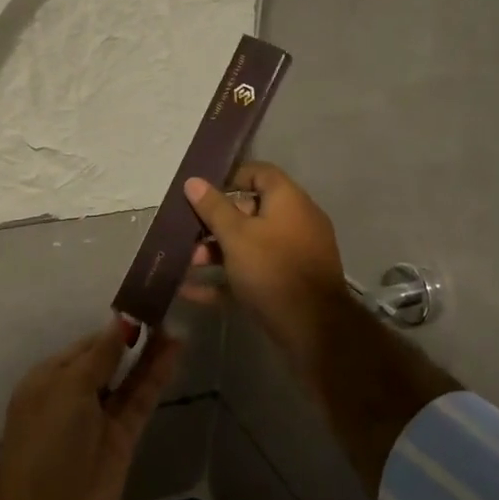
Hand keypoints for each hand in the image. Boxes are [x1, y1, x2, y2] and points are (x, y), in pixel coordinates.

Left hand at [0, 317, 182, 499]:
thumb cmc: (48, 438)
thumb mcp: (69, 387)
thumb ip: (100, 355)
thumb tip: (120, 321)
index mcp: (49, 378)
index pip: (86, 345)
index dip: (113, 327)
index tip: (142, 305)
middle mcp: (74, 394)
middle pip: (109, 359)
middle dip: (134, 338)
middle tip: (165, 311)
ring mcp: (100, 416)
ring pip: (129, 378)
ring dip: (149, 354)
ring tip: (175, 327)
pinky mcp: (123, 436)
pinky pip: (141, 398)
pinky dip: (156, 376)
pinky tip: (173, 352)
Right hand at [181, 161, 347, 358]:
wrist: (312, 327)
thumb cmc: (272, 268)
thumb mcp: (236, 235)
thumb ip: (213, 208)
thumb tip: (193, 181)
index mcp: (288, 200)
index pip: (260, 173)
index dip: (230, 178)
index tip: (202, 192)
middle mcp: (295, 222)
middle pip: (251, 212)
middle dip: (215, 223)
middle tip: (187, 235)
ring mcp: (293, 255)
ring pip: (249, 246)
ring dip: (216, 253)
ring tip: (186, 264)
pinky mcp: (288, 285)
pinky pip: (253, 274)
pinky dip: (225, 280)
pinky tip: (191, 291)